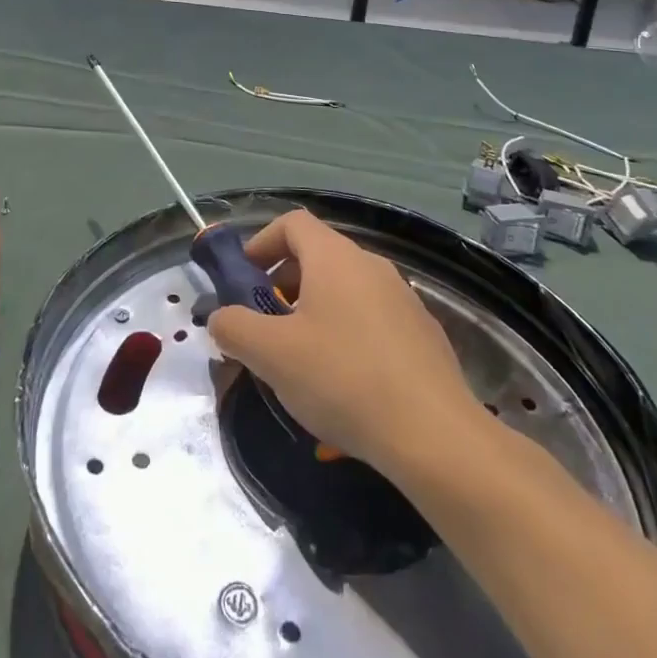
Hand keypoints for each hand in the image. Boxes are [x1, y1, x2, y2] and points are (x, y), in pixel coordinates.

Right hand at [206, 210, 478, 478]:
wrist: (435, 435)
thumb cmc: (343, 379)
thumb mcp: (271, 355)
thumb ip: (234, 327)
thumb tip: (221, 318)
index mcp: (334, 257)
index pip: (292, 222)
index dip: (262, 242)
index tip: (245, 279)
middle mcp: (371, 265)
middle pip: (318, 255)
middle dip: (284, 283)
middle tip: (267, 325)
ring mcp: (403, 298)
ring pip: (346, 289)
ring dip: (315, 311)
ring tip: (302, 359)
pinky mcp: (423, 334)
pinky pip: (373, 319)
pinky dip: (348, 333)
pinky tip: (345, 382)